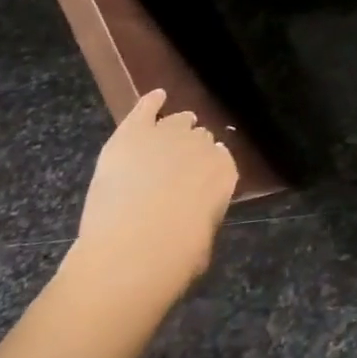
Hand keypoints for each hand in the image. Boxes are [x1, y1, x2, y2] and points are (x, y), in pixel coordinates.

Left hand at [70, 89, 239, 302]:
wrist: (131, 252)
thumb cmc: (174, 260)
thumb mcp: (203, 240)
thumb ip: (204, 214)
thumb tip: (196, 212)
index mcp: (225, 172)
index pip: (222, 158)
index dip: (208, 167)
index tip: (198, 180)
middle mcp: (202, 146)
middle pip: (199, 137)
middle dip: (190, 148)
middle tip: (177, 166)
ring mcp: (167, 136)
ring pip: (176, 121)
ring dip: (174, 128)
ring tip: (168, 135)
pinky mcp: (133, 135)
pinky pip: (145, 109)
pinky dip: (151, 102)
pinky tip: (156, 96)